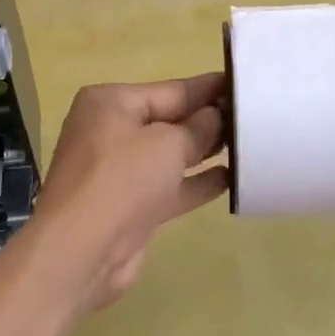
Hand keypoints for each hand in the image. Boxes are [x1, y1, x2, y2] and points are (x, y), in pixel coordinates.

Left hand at [31, 73, 228, 313]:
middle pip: (170, 120)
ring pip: (171, 154)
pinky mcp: (131, 206)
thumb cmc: (122, 179)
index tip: (243, 83)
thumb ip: (197, 128)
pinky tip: (232, 179)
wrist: (81, 252)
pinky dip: (197, 183)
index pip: (170, 89)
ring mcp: (120, 171)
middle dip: (208, 119)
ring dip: (206, 151)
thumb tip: (215, 117)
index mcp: (111, 103)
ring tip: (249, 144)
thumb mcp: (167, 143)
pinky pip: (171, 186)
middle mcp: (112, 131)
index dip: (208, 89)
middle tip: (254, 116)